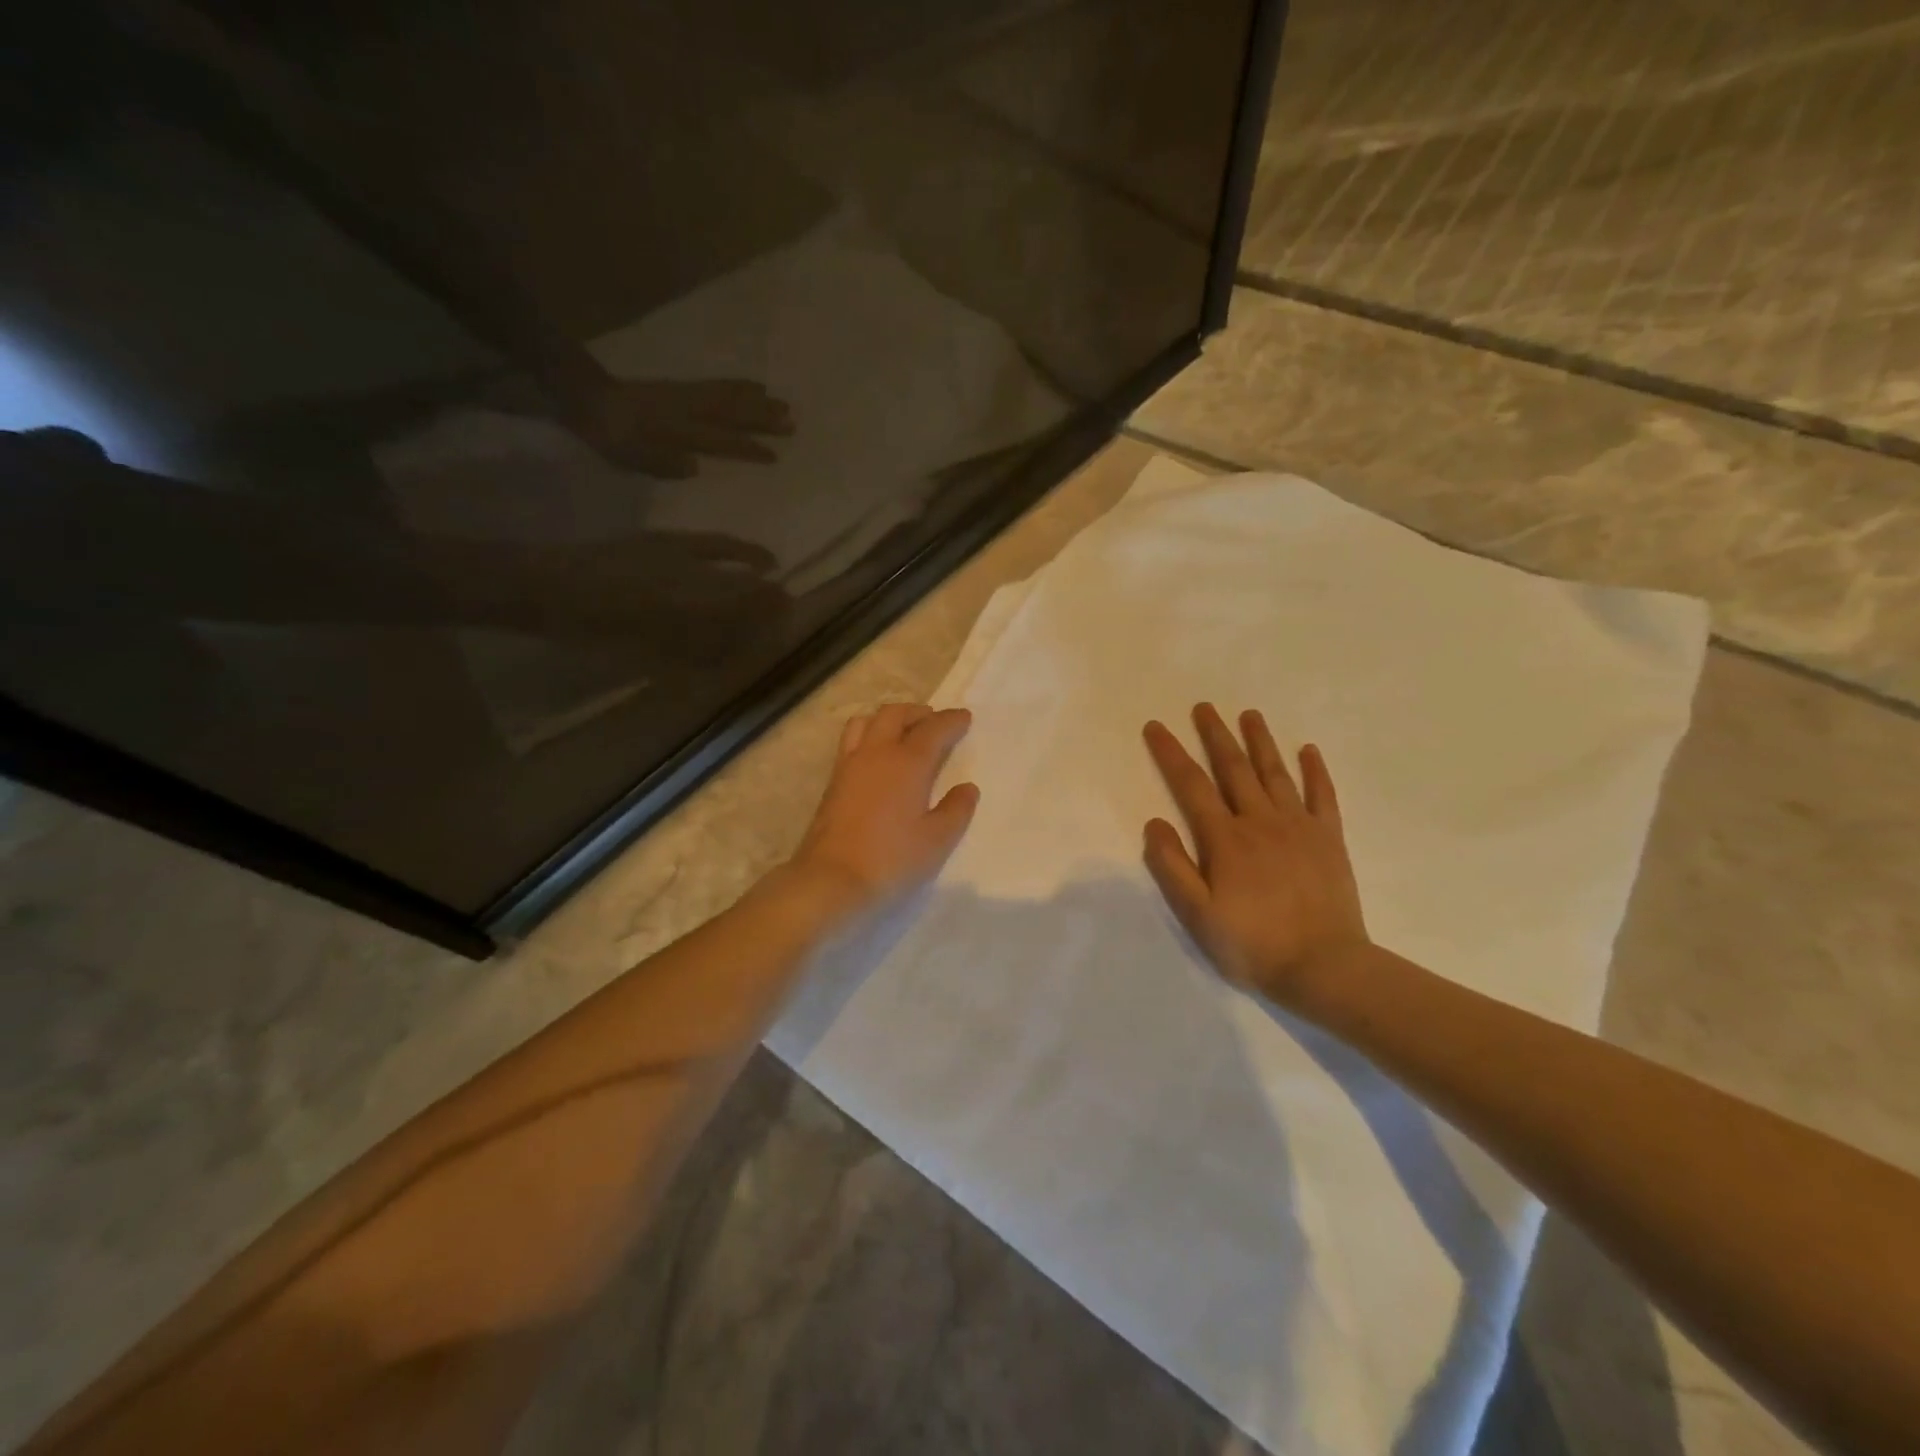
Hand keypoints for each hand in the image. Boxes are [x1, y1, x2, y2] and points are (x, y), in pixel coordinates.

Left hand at [567, 378, 793, 477]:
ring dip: (756, 401)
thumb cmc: (607, 433)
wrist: (583, 395)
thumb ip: (659, 462)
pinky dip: (739, 386)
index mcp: (676, 428)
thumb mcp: (627, 454)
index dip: (746, 447)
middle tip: (791, 423)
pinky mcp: (681, 387)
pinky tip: (753, 386)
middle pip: (731, 412)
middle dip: (762, 418)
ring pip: (728, 396)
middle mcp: (687, 408)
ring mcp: (686, 394)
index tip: (774, 455)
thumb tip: (694, 467)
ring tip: (782, 404)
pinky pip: (717, 385)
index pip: (719, 439)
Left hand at [789, 704, 980, 916]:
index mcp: (907, 763)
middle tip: (934, 721)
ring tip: (903, 732)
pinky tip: (877, 756)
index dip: (951, 721)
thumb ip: (956, 810)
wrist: (831, 879)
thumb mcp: (936, 840)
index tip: (964, 717)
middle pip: (895, 714)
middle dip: (918, 712)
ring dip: (889, 719)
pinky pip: (852, 740)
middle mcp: (876, 753)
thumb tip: (967, 788)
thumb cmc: (891, 860)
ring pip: (867, 721)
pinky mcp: (833, 780)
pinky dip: (869, 734)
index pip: (933, 729)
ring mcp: (850, 764)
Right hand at [1142, 704, 1369, 1005]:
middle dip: (1215, 735)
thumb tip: (1154, 822)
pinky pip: (1322, 796)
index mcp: (1225, 838)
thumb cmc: (1252, 944)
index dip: (1171, 753)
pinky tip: (1309, 750)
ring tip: (1250, 714)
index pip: (1191, 785)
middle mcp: (1260, 821)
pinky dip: (1315, 771)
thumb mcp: (1196, 914)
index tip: (1156, 726)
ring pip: (1276, 773)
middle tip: (1203, 706)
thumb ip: (1171, 866)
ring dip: (1260, 741)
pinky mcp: (1329, 840)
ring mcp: (1299, 827)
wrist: (1325, 968)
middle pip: (1234, 768)